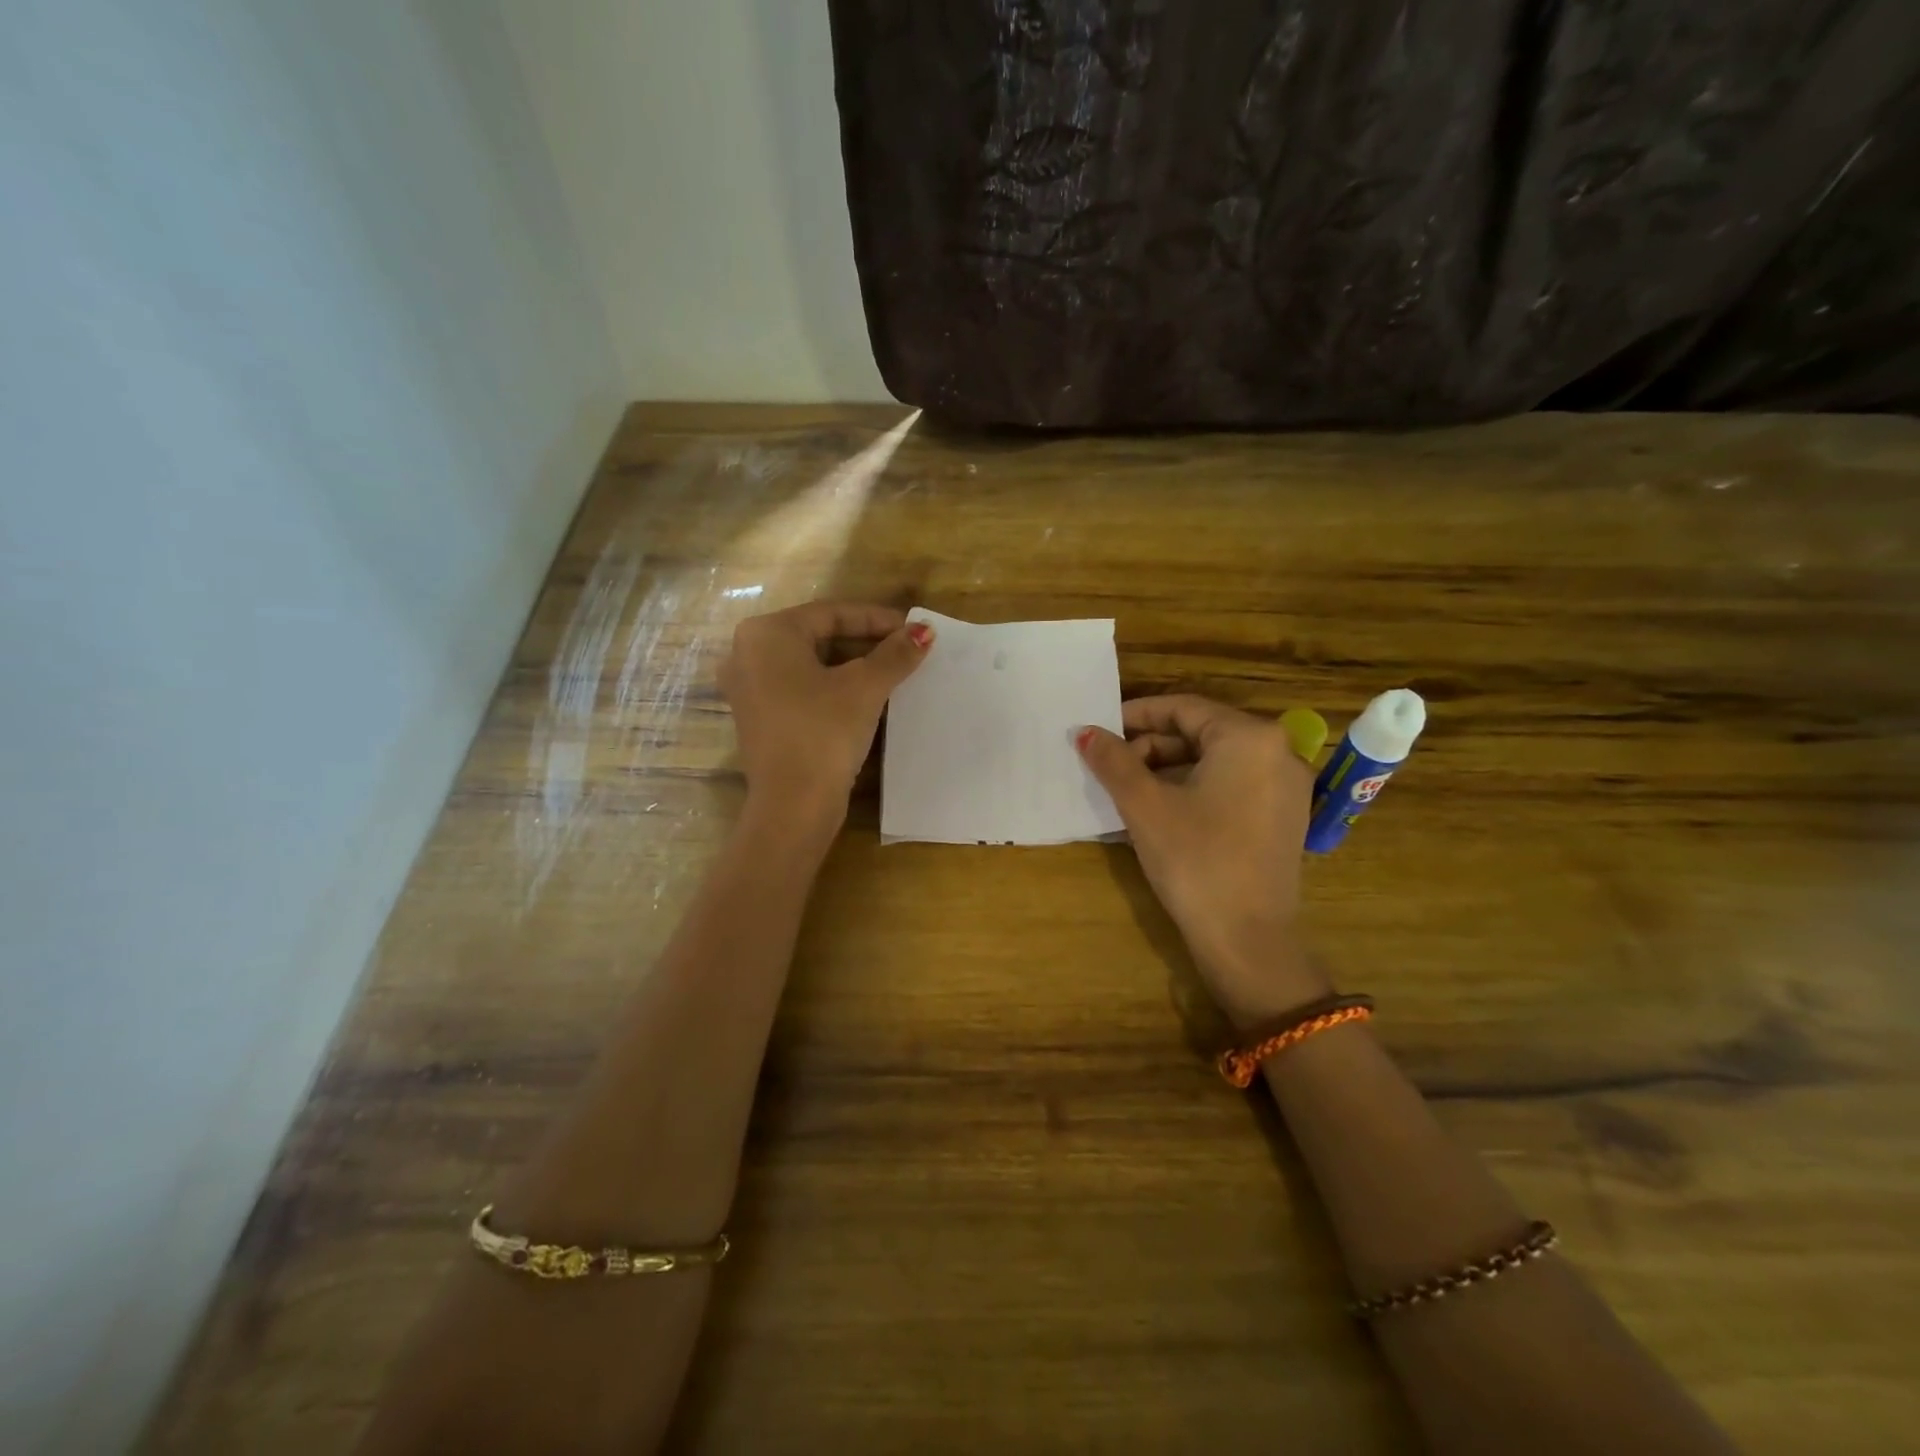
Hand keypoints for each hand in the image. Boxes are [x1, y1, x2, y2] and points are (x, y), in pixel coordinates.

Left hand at [719, 602, 931, 833]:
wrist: (793, 805)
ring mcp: (750, 688)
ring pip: (811, 664)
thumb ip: (895, 654)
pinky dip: (833, 686)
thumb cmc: (824, 732)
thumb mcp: (865, 688)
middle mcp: (748, 653)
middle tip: (906, 649)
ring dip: (853, 665)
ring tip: (894, 671)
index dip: (877, 619)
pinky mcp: (760, 717)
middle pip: (820, 636)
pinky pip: (801, 688)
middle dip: (866, 642)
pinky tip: (866, 696)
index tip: (913, 628)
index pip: (832, 613)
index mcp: (767, 634)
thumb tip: (924, 632)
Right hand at [1077, 695, 1327, 1025]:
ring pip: (1215, 761)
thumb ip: (1113, 760)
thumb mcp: (1145, 805)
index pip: (1183, 707)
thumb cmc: (1195, 860)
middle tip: (1109, 764)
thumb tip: (1084, 732)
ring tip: (1126, 789)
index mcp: (1249, 738)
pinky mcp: (1283, 817)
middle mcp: (1278, 752)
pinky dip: (1193, 788)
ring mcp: (1285, 787)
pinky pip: (1231, 785)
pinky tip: (1159, 810)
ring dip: (1167, 769)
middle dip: (1150, 746)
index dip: (1136, 715)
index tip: (1100, 730)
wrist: (1248, 940)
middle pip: (1201, 732)